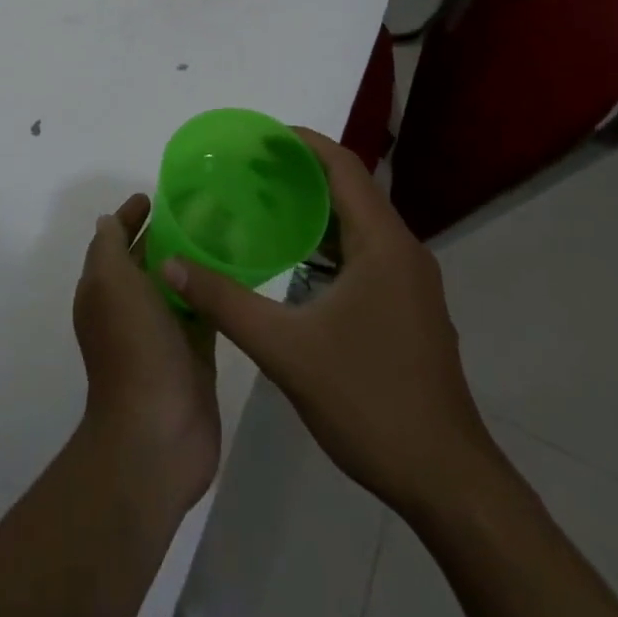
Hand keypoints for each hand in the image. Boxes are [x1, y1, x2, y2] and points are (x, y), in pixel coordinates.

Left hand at [73, 193, 221, 516]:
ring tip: (226, 231)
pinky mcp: (194, 354)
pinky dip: (213, 292)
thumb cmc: (132, 346)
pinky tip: (238, 273)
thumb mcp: (111, 282)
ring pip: (177, 285)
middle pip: (147, 259)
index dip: (129, 216)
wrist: (157, 431)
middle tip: (202, 207)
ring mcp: (162, 333)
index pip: (115, 240)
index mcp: (104, 289)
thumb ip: (109, 246)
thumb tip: (108, 221)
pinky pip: (203, 312)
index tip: (155, 195)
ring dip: (193, 261)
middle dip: (166, 234)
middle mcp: (129, 308)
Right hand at [161, 128, 497, 521]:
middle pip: (351, 191)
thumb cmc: (368, 401)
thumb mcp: (284, 349)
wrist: (445, 480)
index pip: (344, 168)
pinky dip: (328, 244)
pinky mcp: (407, 308)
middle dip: (301, 174)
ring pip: (359, 226)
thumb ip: (224, 301)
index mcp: (382, 245)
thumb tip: (172, 265)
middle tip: (247, 169)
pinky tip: (293, 260)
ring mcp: (410, 283)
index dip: (303, 144)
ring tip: (262, 205)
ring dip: (315, 210)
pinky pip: (365, 254)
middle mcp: (403, 252)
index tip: (259, 136)